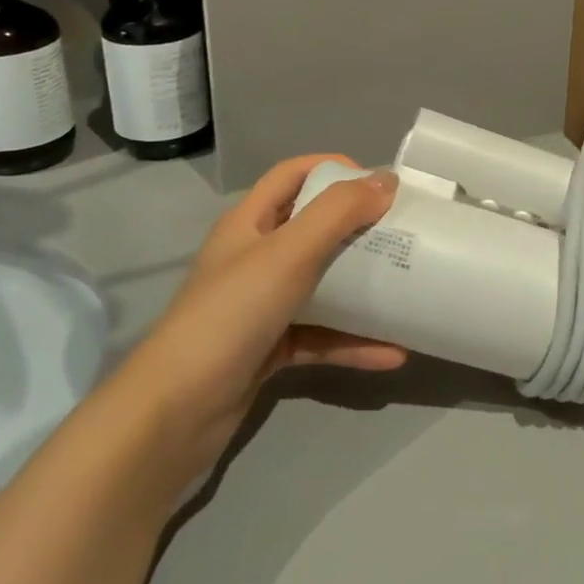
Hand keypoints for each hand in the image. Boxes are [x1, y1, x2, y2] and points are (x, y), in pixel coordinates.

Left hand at [118, 155, 404, 475]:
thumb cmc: (230, 315)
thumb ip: (338, 213)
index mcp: (249, 223)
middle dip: (359, 228)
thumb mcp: (287, 253)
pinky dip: (353, 342)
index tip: (379, 184)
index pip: (292, 175)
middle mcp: (255, 258)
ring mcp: (261, 306)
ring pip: (322, 285)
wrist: (174, 415)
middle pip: (314, 228)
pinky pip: (321, 336)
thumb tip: (387, 180)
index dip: (333, 168)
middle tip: (404, 233)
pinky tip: (393, 353)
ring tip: (408, 288)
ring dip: (363, 288)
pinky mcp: (270, 349)